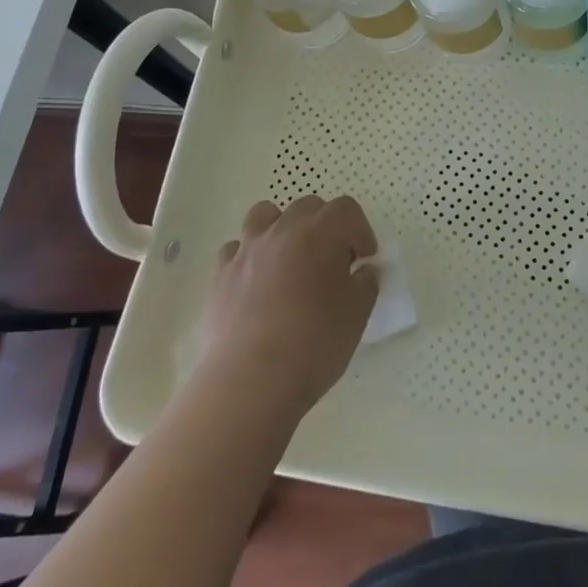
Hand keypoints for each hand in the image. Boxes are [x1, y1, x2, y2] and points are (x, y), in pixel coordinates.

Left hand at [200, 194, 378, 420]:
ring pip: (265, 214)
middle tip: (332, 261)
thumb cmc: (314, 344)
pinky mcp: (221, 274)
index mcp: (320, 234)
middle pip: (308, 206)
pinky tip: (257, 280)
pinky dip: (250, 255)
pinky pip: (236, 248)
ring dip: (283, 227)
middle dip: (326, 225)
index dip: (360, 230)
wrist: (251, 380)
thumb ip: (366, 284)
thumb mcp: (357, 315)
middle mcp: (282, 231)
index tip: (364, 258)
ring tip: (290, 258)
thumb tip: (362, 271)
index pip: (346, 209)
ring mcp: (247, 250)